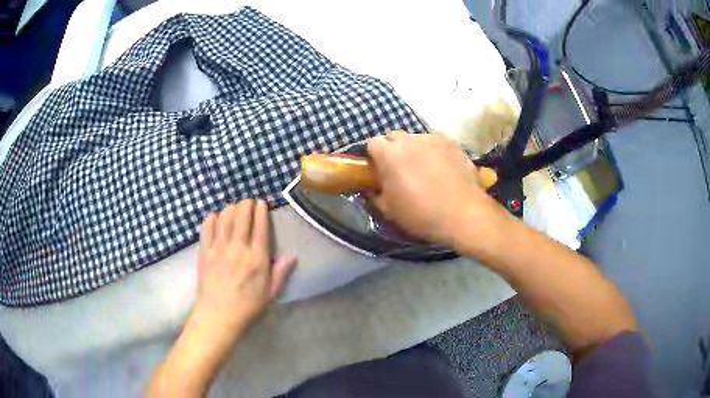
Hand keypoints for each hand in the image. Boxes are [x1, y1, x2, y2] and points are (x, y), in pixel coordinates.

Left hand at [196, 199, 295, 333]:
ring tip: (233, 207)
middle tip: (248, 201)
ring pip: (224, 218)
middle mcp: (238, 248)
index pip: (260, 226)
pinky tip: (213, 216)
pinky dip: (211, 219)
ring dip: (230, 208)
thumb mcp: (271, 294)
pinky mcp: (205, 253)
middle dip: (245, 204)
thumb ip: (281, 273)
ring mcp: (219, 249)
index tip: (262, 202)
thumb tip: (292, 256)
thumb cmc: (248, 307)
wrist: (219, 316)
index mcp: (257, 258)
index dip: (261, 210)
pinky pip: (207, 230)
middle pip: (241, 216)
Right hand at [367, 132, 506, 249]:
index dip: (373, 156)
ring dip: (413, 149)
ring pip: (416, 138)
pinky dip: (433, 150)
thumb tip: (374, 188)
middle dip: (392, 149)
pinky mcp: (452, 143)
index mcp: (389, 154)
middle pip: (394, 136)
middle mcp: (409, 140)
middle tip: (399, 169)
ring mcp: (433, 138)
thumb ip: (376, 194)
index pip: (372, 143)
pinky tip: (441, 167)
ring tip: (423, 168)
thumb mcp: (389, 211)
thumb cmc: (421, 215)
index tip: (378, 170)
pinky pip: (435, 142)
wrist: (463, 215)